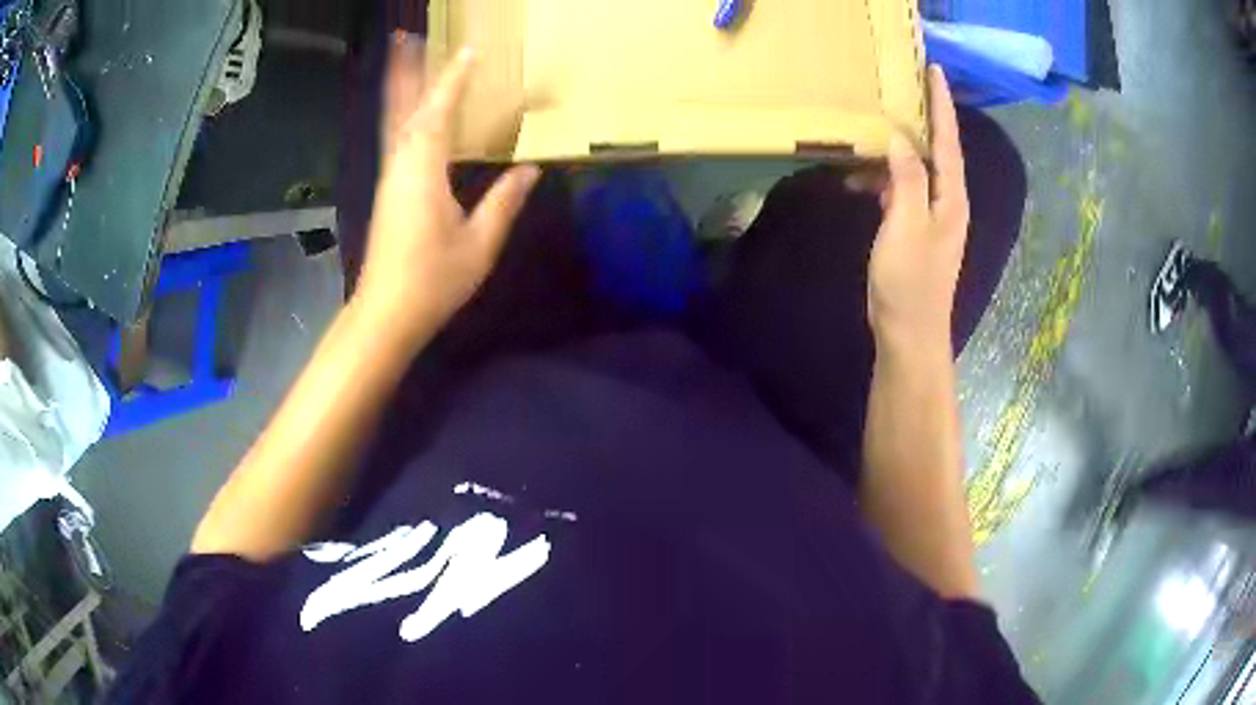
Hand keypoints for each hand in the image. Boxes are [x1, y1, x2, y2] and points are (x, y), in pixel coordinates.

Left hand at [357, 34, 540, 350]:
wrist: (386, 314)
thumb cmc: (433, 280)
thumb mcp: (479, 243)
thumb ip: (503, 202)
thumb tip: (528, 170)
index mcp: (424, 170)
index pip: (439, 112)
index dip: (454, 79)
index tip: (469, 50)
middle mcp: (401, 165)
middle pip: (403, 107)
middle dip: (406, 71)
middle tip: (405, 38)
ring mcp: (390, 178)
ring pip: (394, 122)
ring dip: (400, 89)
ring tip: (402, 60)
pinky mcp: (388, 192)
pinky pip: (395, 140)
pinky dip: (401, 116)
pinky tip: (410, 114)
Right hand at [867, 66, 969, 349]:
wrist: (910, 333)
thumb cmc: (910, 281)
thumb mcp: (906, 225)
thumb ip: (907, 179)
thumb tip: (899, 140)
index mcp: (951, 198)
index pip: (948, 141)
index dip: (942, 105)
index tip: (935, 72)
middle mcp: (948, 203)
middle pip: (937, 151)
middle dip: (923, 118)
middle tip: (904, 88)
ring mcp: (932, 218)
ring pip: (916, 170)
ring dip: (895, 151)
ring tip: (869, 130)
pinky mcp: (916, 231)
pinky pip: (902, 191)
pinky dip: (884, 180)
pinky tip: (860, 181)